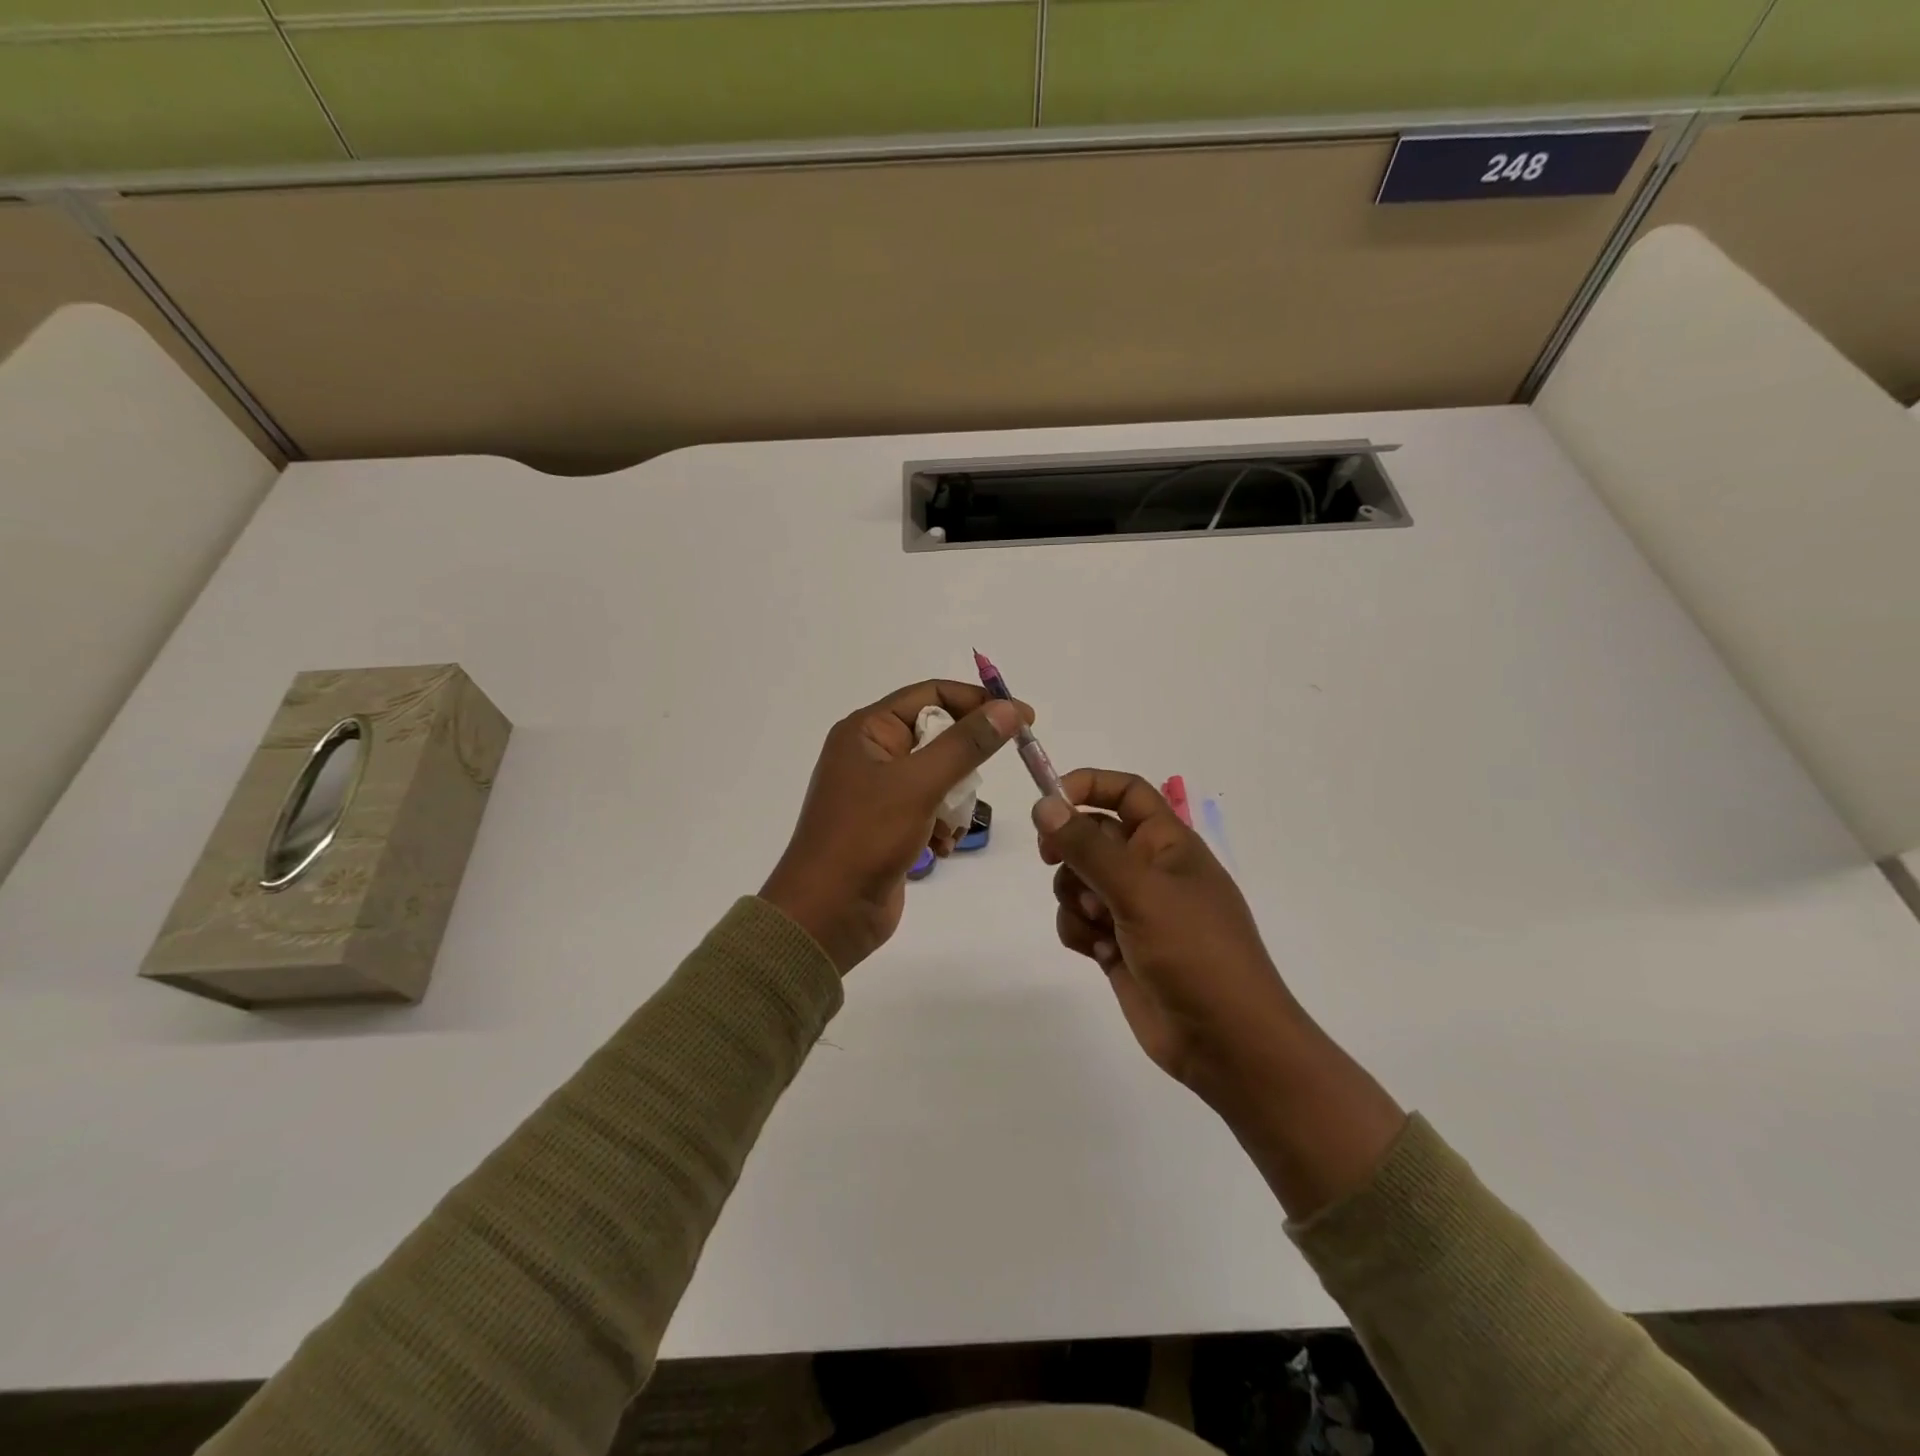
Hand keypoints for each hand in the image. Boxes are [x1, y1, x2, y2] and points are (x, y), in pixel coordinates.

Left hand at [762, 680, 1029, 972]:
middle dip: (964, 764)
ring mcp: (880, 792)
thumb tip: (1010, 708)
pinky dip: (943, 826)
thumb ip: (967, 744)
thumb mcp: (919, 784)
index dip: (978, 702)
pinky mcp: (889, 825)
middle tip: (979, 786)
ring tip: (950, 827)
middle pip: (938, 736)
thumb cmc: (866, 837)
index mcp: (867, 730)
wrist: (827, 914)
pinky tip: (941, 848)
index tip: (1023, 718)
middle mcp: (872, 754)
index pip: (931, 694)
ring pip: (940, 776)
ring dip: (955, 802)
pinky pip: (931, 809)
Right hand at [1033, 769, 1301, 1104]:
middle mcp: (1149, 870)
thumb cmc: (1195, 952)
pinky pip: (1079, 922)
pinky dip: (1080, 933)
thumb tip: (1044, 806)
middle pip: (1091, 836)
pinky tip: (1101, 954)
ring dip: (1074, 898)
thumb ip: (1088, 847)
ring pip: (1077, 881)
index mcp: (1168, 843)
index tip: (1049, 802)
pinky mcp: (1118, 945)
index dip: (1088, 787)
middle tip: (1053, 860)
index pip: (1126, 792)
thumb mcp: (1140, 891)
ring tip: (1100, 925)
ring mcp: (1133, 909)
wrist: (1226, 1043)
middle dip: (1070, 851)